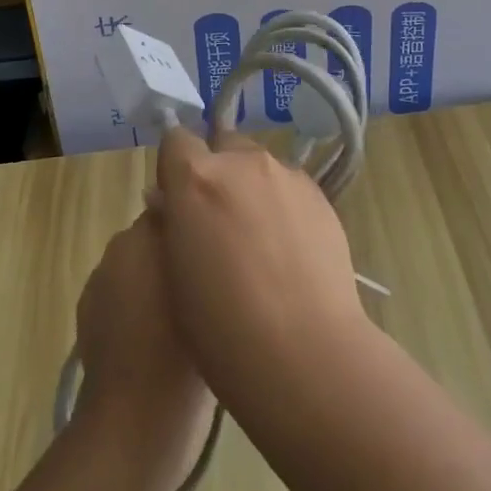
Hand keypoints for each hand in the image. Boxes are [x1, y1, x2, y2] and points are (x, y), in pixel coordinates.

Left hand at [72, 211, 214, 490]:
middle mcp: (117, 249)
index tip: (219, 244)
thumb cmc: (180, 351)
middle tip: (207, 281)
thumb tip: (195, 220)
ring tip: (185, 314)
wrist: (133, 425)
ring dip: (155, 281)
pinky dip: (135, 309)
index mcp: (144, 233)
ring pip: (137, 268)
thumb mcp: (208, 291)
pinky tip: (157, 339)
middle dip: (176, 251)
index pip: (176, 205)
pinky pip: (120, 298)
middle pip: (155, 237)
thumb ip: (199, 247)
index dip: (197, 222)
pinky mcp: (88, 321)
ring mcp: (98, 285)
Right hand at [151, 126, 367, 390]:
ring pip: (258, 168)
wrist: (303, 350)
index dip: (173, 167)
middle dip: (216, 173)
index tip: (176, 201)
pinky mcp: (319, 194)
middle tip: (218, 224)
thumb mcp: (173, 272)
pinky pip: (289, 188)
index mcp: (197, 178)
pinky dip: (281, 206)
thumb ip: (172, 222)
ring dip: (250, 190)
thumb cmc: (220, 326)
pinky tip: (288, 252)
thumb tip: (172, 202)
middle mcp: (242, 162)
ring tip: (259, 244)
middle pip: (222, 147)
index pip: (176, 140)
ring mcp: (285, 175)